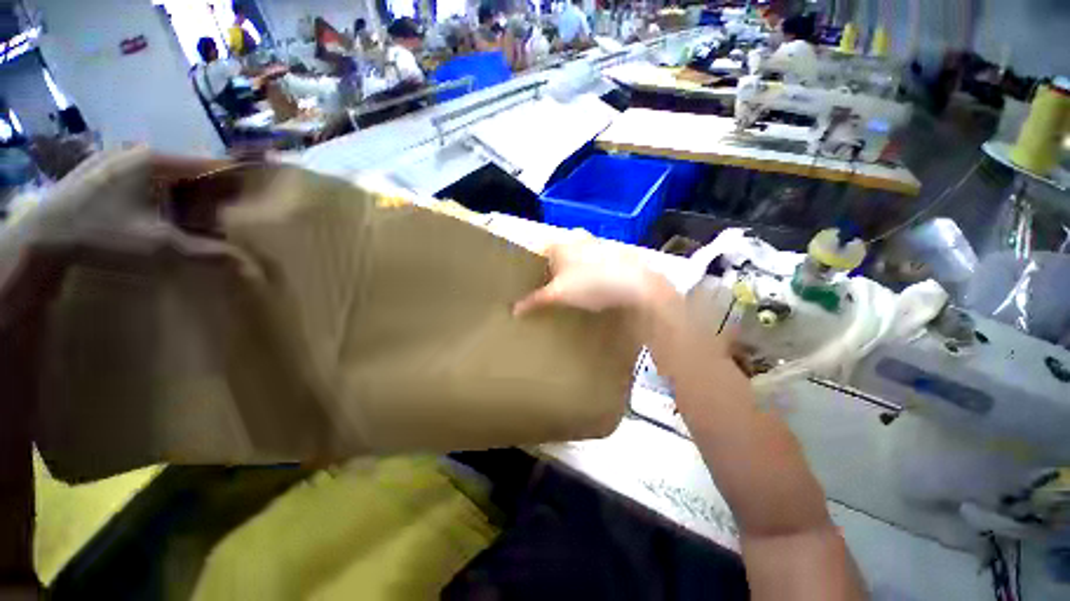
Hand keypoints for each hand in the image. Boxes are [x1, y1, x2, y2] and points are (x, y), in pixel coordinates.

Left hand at [0, 148, 245, 591]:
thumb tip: (253, 269)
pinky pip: (157, 184)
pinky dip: (174, 199)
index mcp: (161, 162)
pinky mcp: (114, 176)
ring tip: (215, 219)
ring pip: (178, 178)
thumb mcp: (157, 249)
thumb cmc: (98, 235)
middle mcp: (147, 155)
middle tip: (246, 214)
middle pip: (199, 171)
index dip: (248, 176)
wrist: (39, 236)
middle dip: (224, 191)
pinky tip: (176, 219)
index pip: (219, 164)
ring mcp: (127, 164)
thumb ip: (206, 255)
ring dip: (198, 196)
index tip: (274, 190)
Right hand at [512, 237, 671, 315]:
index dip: (532, 266)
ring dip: (571, 270)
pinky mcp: (614, 254)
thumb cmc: (589, 285)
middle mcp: (577, 238)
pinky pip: (593, 262)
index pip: (538, 250)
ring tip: (569, 290)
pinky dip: (588, 272)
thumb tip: (513, 310)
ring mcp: (597, 244)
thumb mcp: (558, 295)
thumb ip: (535, 300)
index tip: (530, 282)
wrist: (635, 285)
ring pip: (576, 256)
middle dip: (552, 269)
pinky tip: (592, 288)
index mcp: (560, 243)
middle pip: (557, 253)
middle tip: (548, 288)